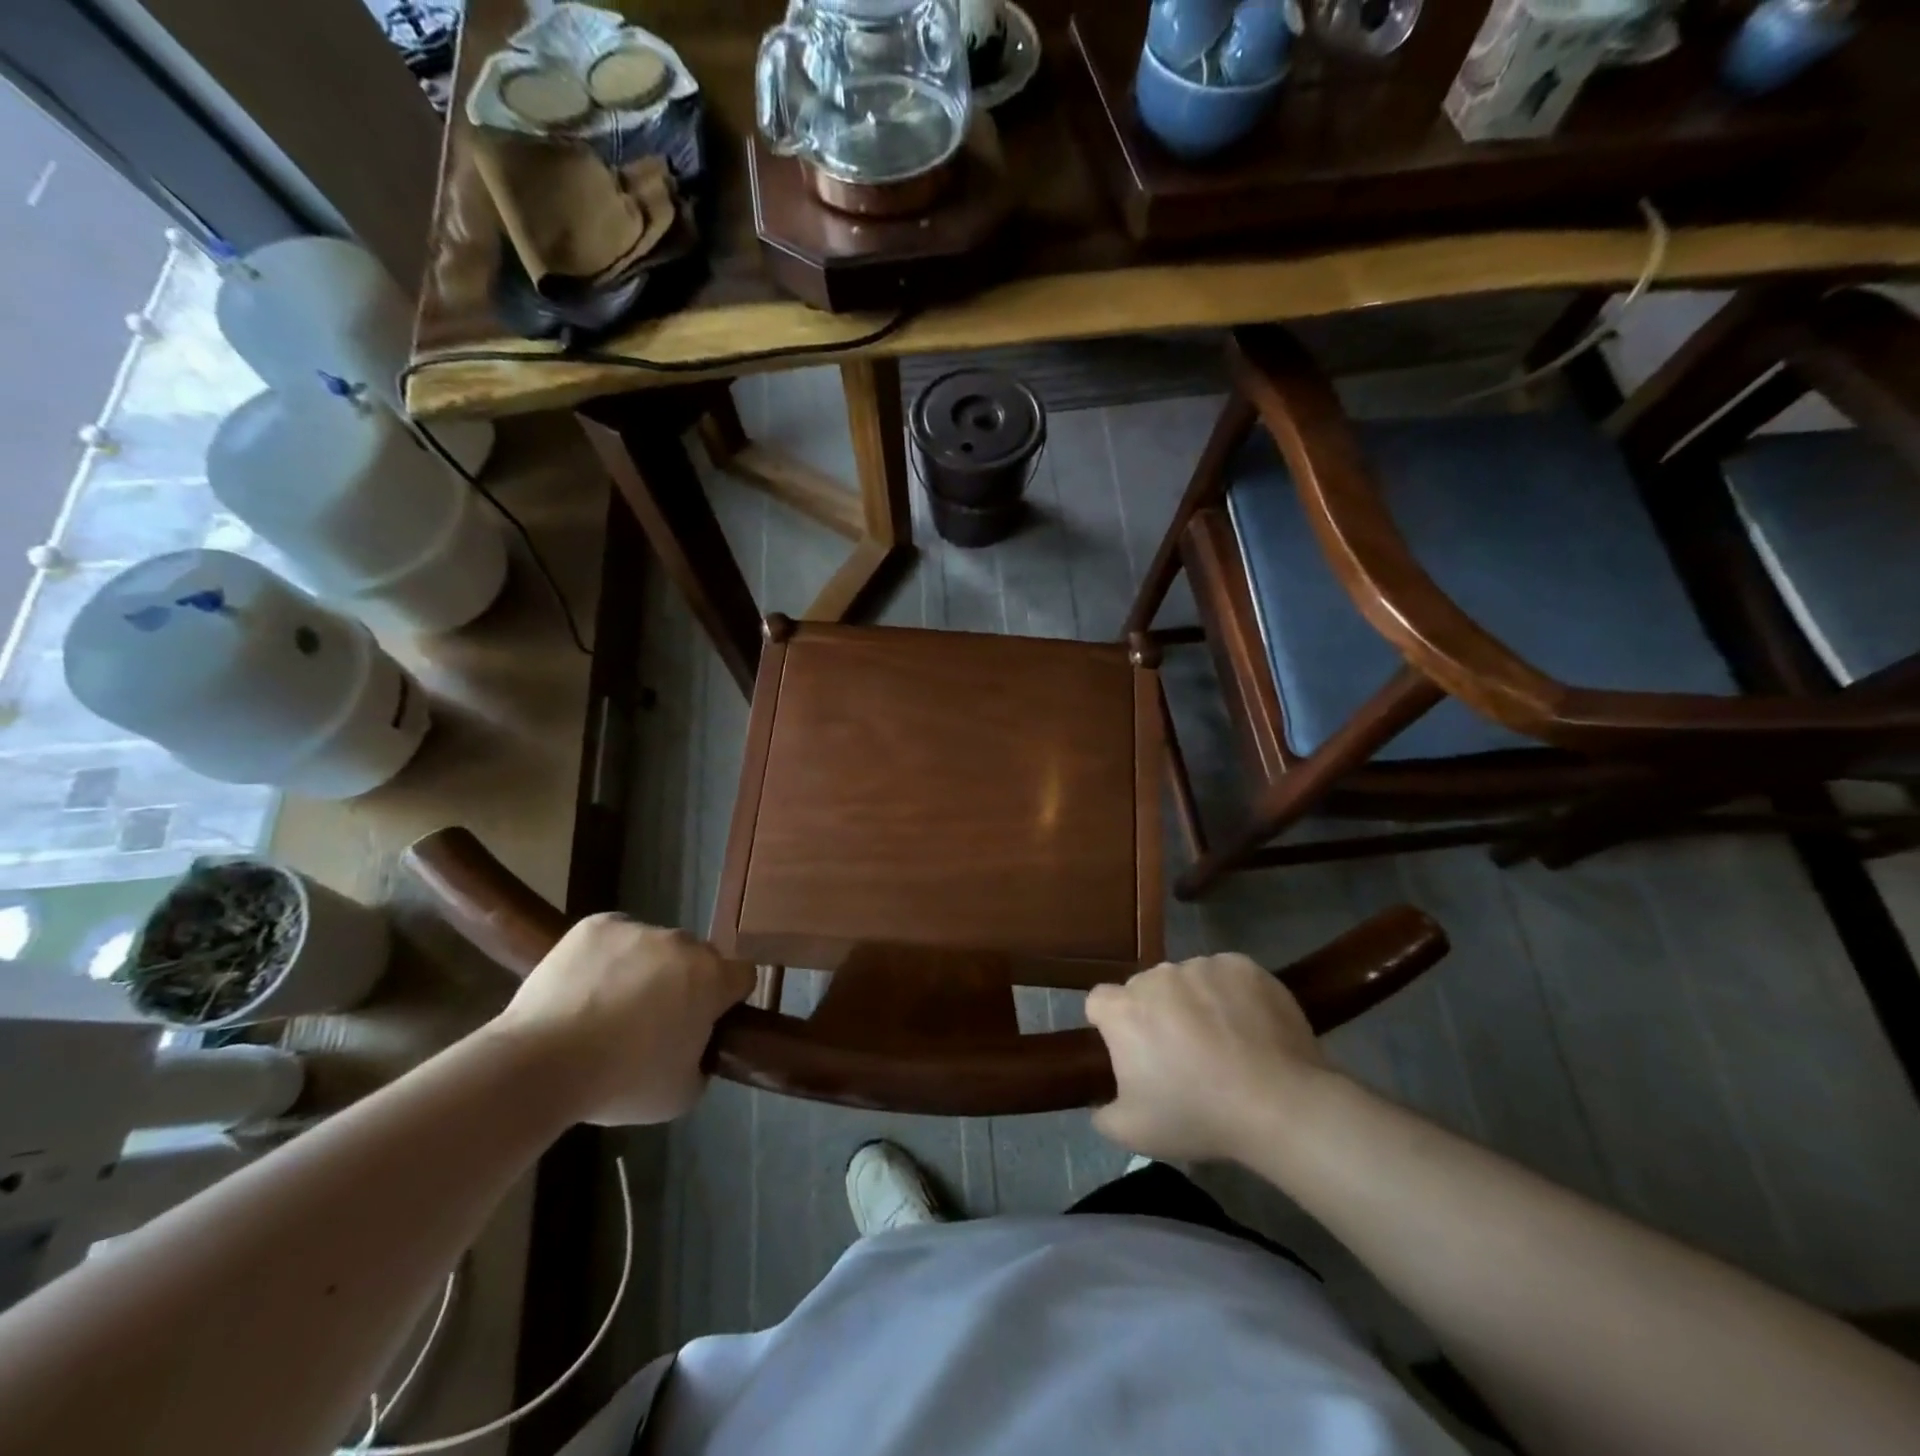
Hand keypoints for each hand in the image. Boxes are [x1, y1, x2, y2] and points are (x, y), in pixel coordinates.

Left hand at [489, 914, 754, 1125]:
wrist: (540, 1064)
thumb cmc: (620, 1082)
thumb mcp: (682, 1093)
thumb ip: (702, 1060)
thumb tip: (695, 1046)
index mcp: (711, 978)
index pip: (742, 976)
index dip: (728, 999)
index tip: (707, 1021)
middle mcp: (682, 943)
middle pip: (697, 958)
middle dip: (684, 982)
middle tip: (654, 1021)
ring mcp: (638, 929)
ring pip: (654, 947)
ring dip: (645, 969)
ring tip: (607, 1008)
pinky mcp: (597, 925)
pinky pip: (615, 937)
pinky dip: (607, 957)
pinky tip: (585, 988)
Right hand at [1085, 953, 1332, 1163]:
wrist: (1278, 1104)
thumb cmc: (1198, 1116)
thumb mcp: (1135, 1133)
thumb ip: (1104, 1115)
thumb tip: (1101, 1106)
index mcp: (1124, 1010)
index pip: (1100, 1002)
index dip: (1112, 1024)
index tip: (1134, 1051)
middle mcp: (1157, 976)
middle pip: (1145, 988)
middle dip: (1156, 1013)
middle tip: (1182, 1053)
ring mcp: (1201, 967)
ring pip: (1187, 980)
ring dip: (1194, 1002)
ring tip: (1224, 1041)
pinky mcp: (1241, 966)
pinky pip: (1226, 975)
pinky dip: (1231, 994)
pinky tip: (1250, 1027)